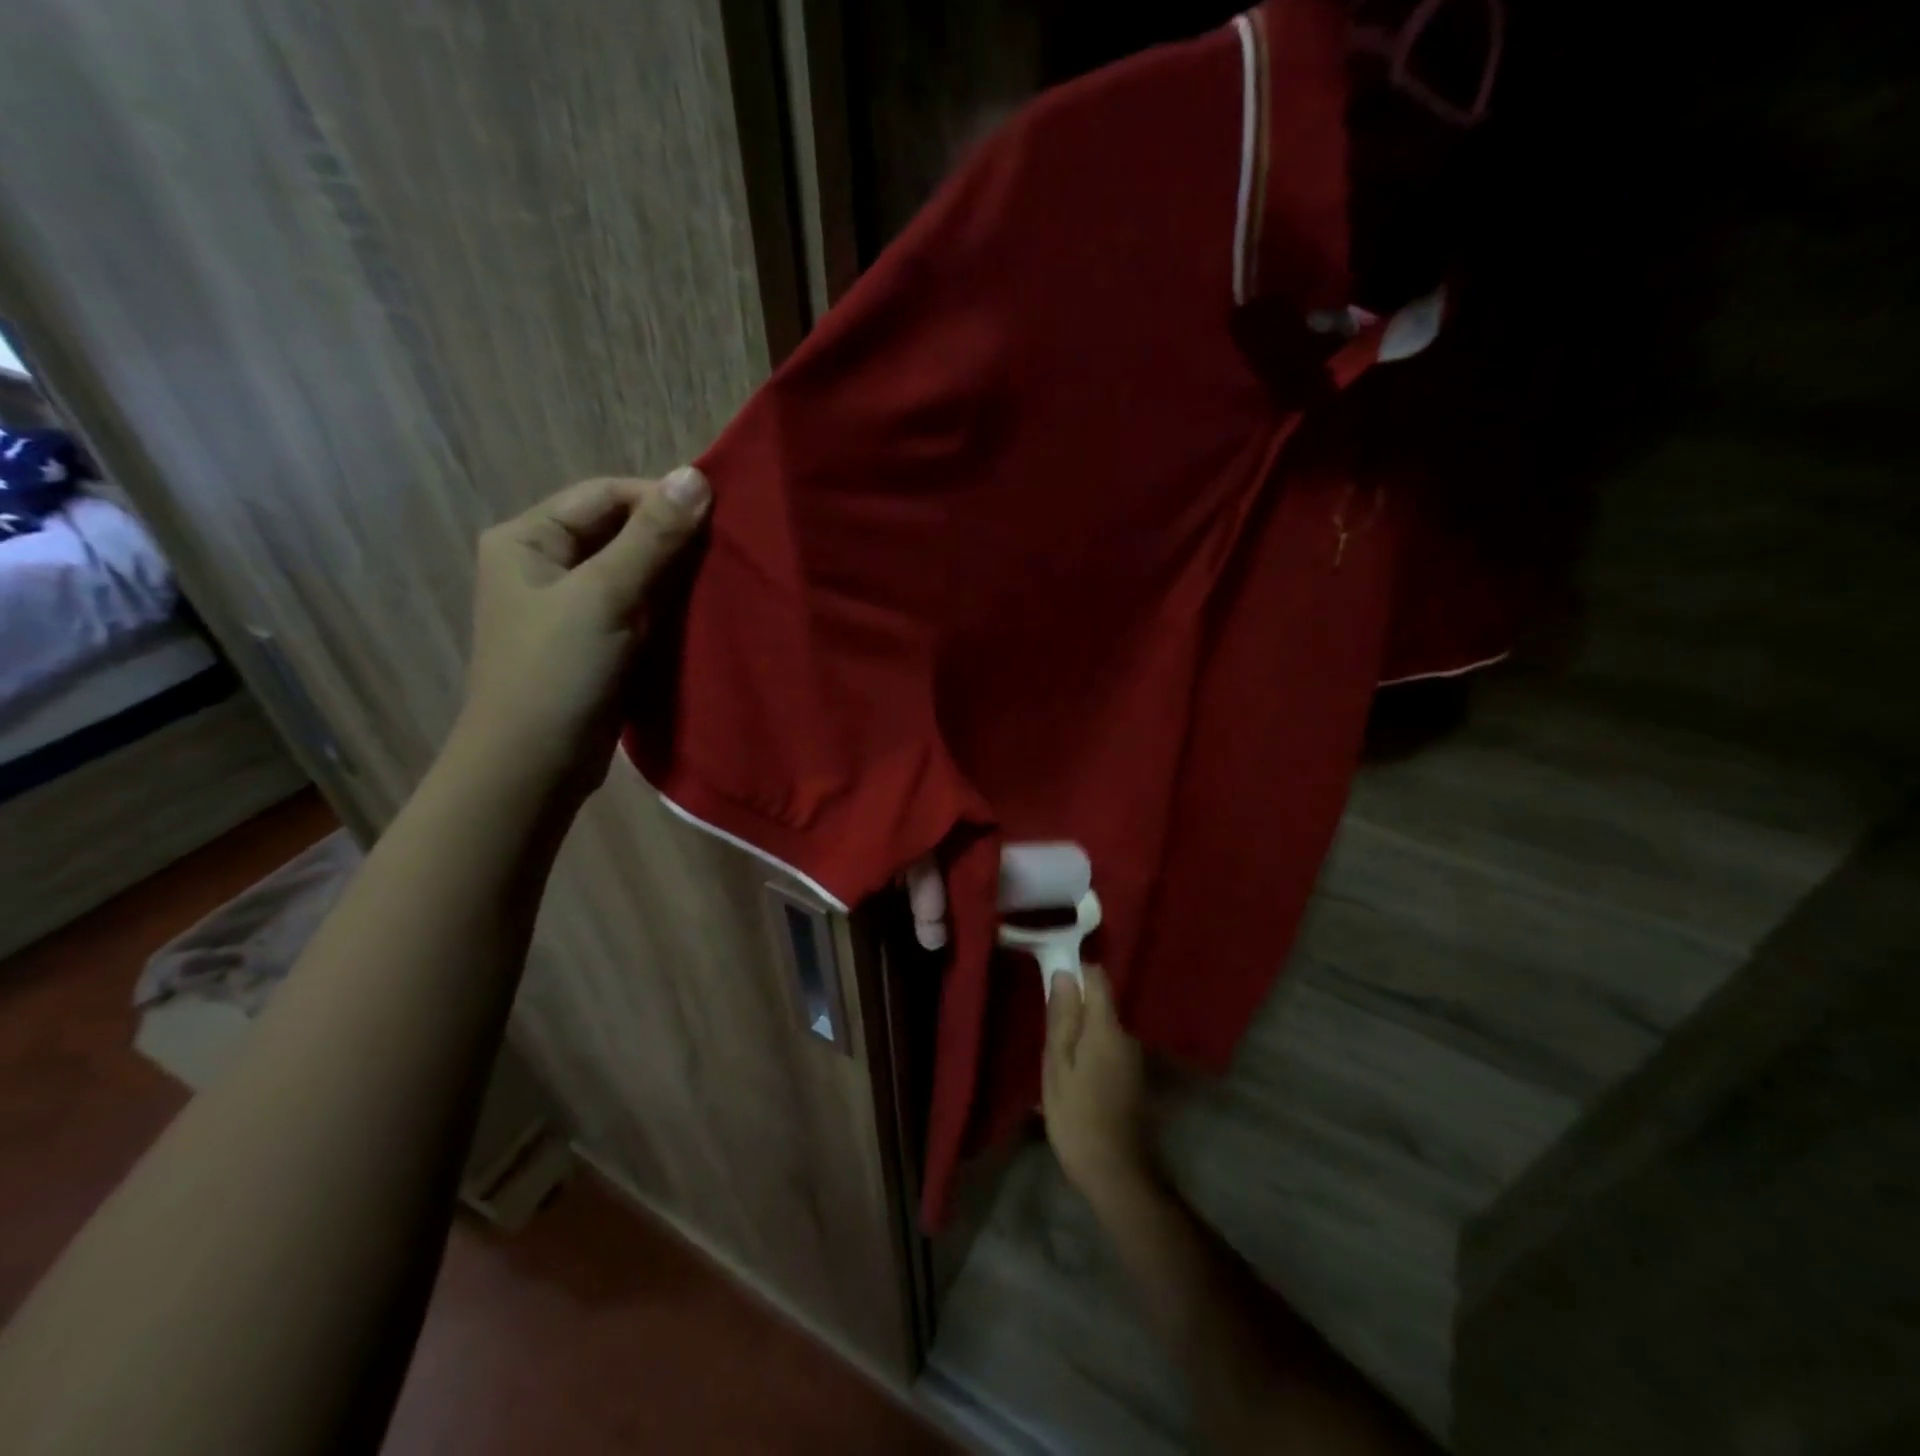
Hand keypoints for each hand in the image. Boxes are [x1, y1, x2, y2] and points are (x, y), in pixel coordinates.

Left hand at [458, 470, 709, 791]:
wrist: (535, 765)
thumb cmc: (559, 672)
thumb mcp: (606, 596)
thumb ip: (652, 537)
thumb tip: (696, 476)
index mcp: (528, 539)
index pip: (604, 495)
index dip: (659, 498)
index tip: (718, 516)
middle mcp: (545, 564)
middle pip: (619, 531)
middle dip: (672, 537)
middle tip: (728, 548)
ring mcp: (571, 606)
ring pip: (633, 571)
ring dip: (675, 573)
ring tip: (724, 577)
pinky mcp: (596, 642)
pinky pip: (638, 607)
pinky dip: (669, 606)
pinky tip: (704, 610)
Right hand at [1042, 966, 1152, 1198]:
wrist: (1118, 1175)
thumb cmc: (1078, 1118)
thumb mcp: (1057, 1066)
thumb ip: (1062, 1018)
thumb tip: (1064, 974)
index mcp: (1107, 1028)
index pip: (1097, 978)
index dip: (1075, 972)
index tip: (1051, 986)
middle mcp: (1127, 1035)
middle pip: (1099, 1005)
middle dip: (1073, 1011)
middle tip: (1046, 1038)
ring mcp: (1134, 1058)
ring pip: (1102, 1030)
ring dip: (1080, 1037)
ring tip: (1057, 1065)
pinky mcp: (1134, 1078)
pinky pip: (1108, 1050)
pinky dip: (1090, 1056)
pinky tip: (1075, 1082)